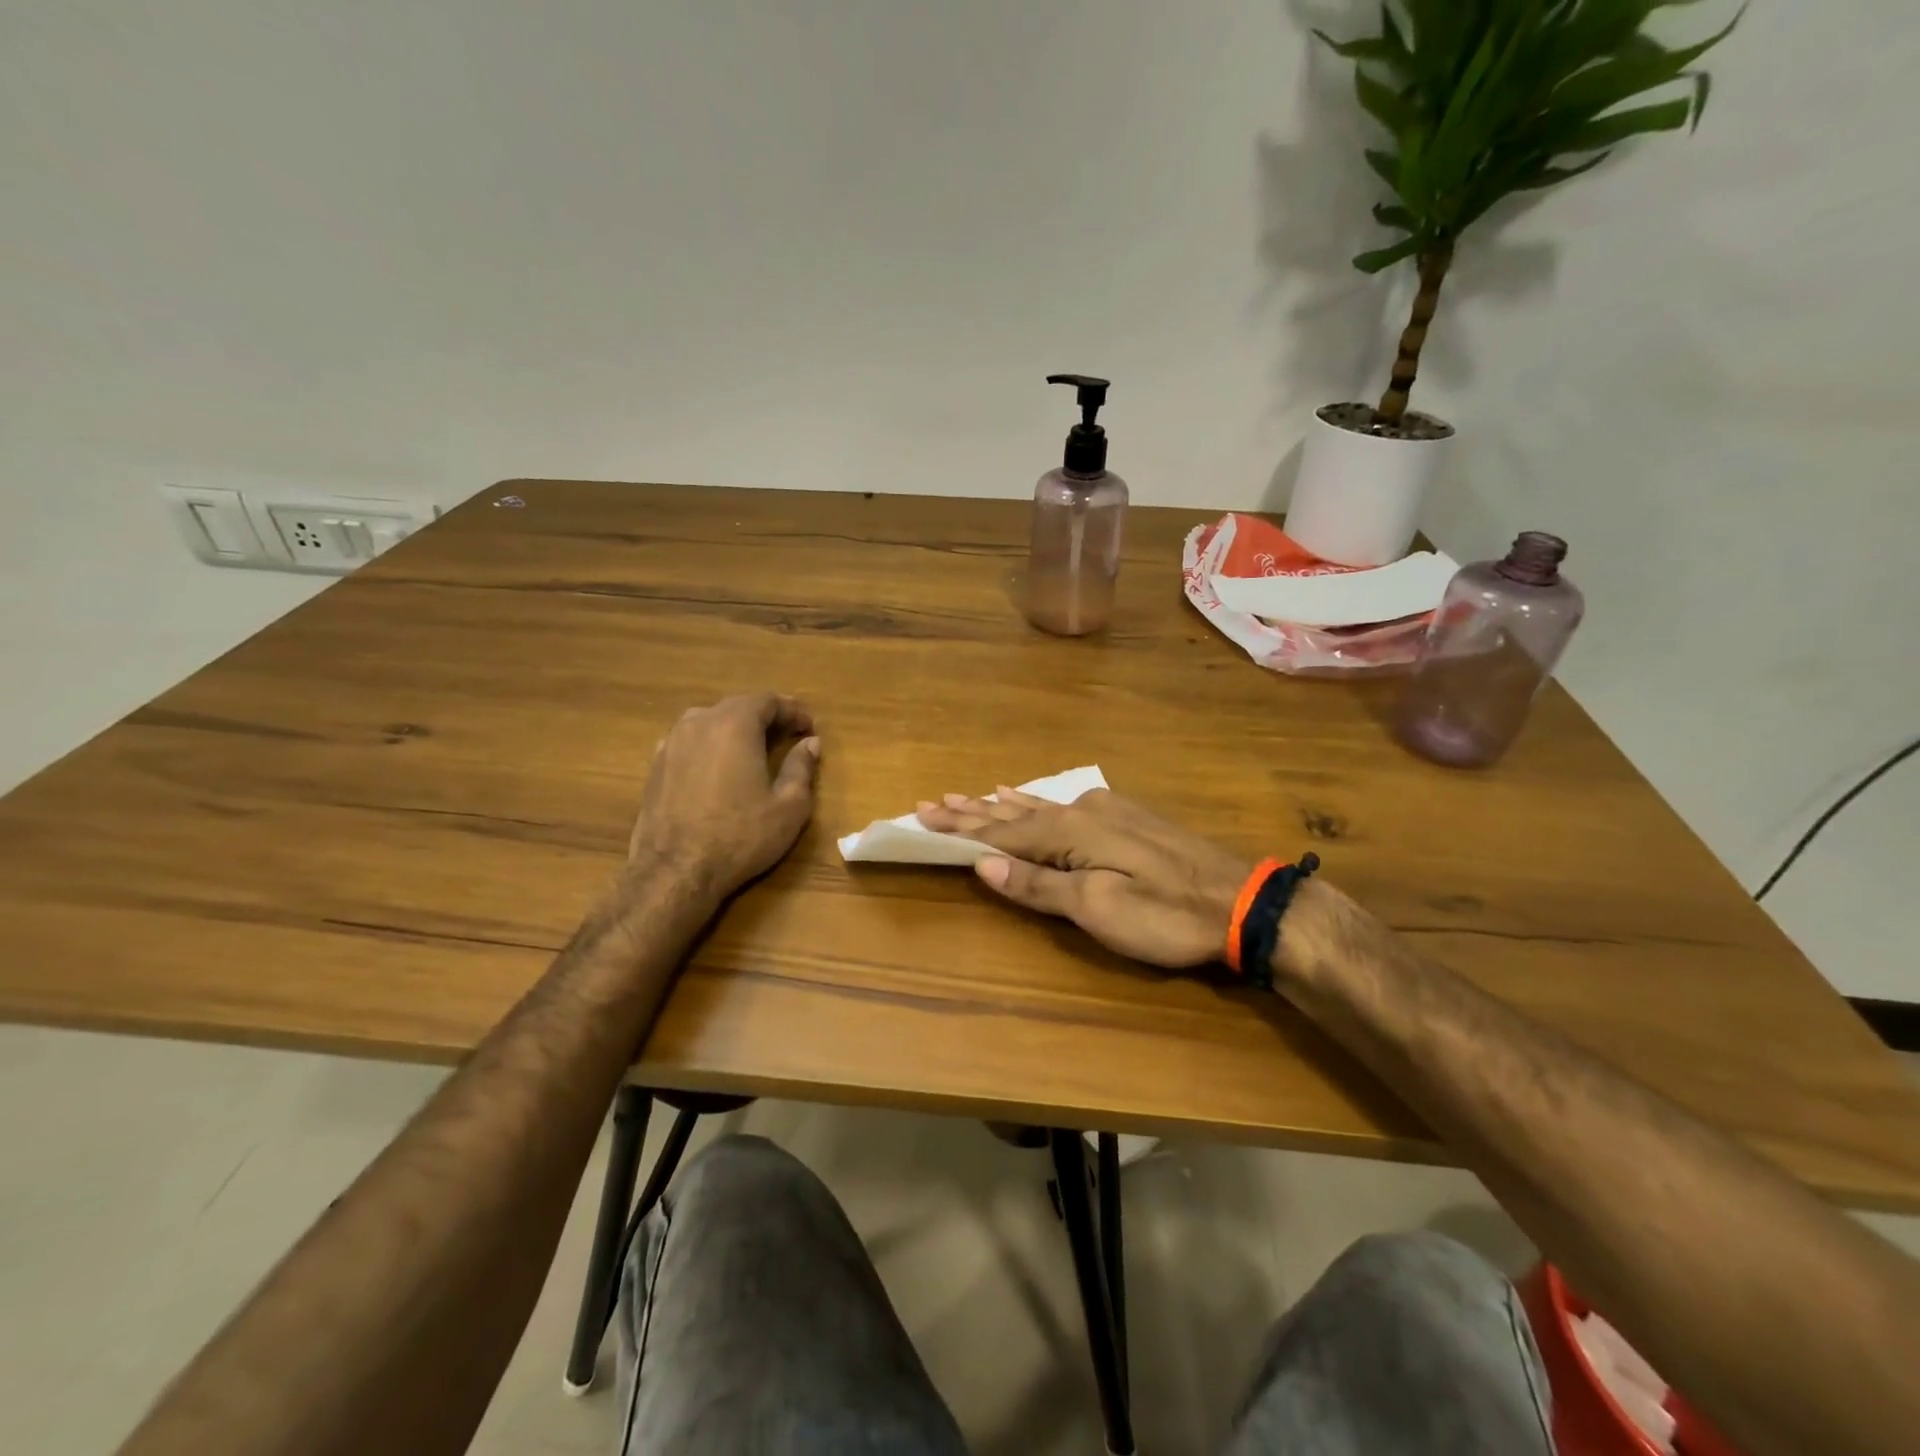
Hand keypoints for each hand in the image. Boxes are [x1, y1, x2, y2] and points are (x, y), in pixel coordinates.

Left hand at [628, 693, 819, 900]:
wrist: (674, 872)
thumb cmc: (740, 836)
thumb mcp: (789, 806)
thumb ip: (801, 767)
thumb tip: (810, 744)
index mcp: (734, 724)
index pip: (768, 700)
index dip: (793, 710)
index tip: (810, 728)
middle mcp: (699, 723)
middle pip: (737, 706)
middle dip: (765, 717)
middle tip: (788, 735)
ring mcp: (671, 743)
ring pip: (710, 722)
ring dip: (735, 729)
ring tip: (755, 750)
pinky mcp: (655, 766)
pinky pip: (690, 742)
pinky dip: (711, 746)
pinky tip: (720, 769)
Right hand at [915, 788, 1252, 967]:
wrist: (1241, 900)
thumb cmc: (1164, 914)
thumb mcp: (1097, 908)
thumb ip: (1040, 885)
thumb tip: (984, 864)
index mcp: (1070, 832)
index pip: (1001, 832)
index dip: (960, 829)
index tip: (921, 816)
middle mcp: (1082, 811)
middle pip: (1015, 813)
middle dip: (973, 811)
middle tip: (933, 802)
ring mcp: (1107, 811)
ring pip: (1039, 806)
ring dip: (1001, 805)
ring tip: (971, 795)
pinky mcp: (1126, 818)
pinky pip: (1063, 805)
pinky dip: (1035, 803)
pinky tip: (1030, 796)